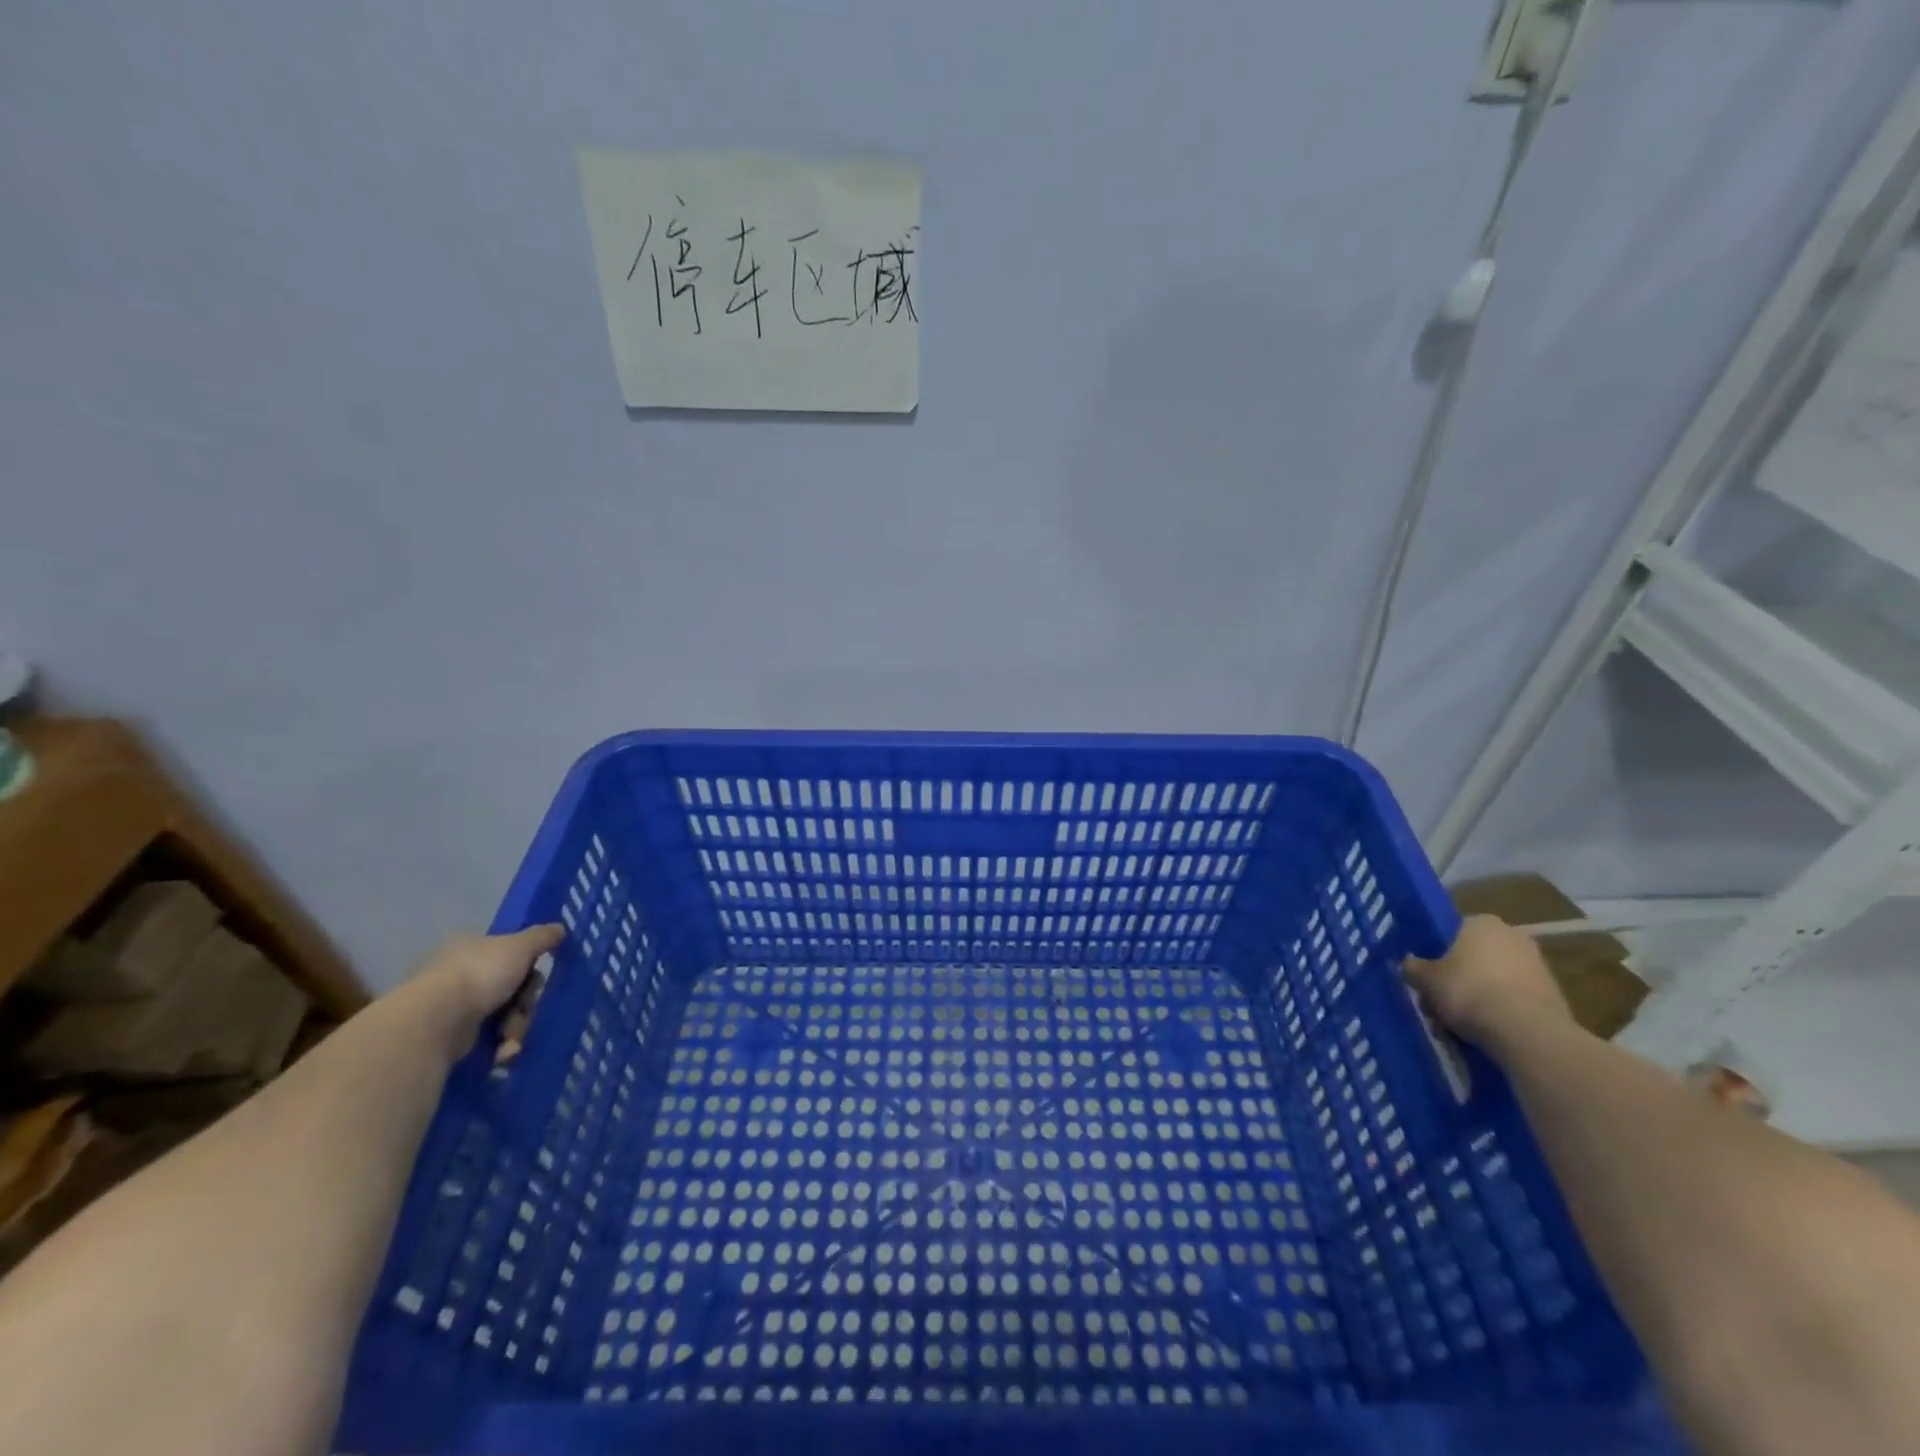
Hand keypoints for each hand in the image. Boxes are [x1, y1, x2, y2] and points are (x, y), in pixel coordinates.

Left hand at [406, 924, 563, 1055]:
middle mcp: (459, 973)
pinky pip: (486, 1039)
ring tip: (510, 1038)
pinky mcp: (449, 1037)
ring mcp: (452, 1006)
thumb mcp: (520, 946)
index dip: (528, 968)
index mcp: (471, 946)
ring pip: (502, 1015)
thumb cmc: (480, 974)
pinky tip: (501, 1052)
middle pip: (510, 988)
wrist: (437, 1020)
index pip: (509, 954)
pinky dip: (499, 1046)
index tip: (535, 980)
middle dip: (524, 1004)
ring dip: (515, 1028)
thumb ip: (542, 937)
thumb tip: (560, 928)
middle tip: (524, 1010)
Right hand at [1405, 914, 1570, 1054]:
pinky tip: (1478, 1036)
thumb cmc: (1469, 991)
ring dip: (1471, 1003)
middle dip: (1452, 984)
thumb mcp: (1426, 979)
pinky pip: (1511, 1002)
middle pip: (1471, 960)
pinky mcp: (1551, 998)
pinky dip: (1495, 1015)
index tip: (1426, 976)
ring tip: (1452, 1029)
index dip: (1434, 955)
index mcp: (1483, 923)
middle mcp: (1513, 937)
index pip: (1451, 932)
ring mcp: (1537, 968)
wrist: (1528, 1032)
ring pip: (1490, 983)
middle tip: (1434, 1007)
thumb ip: (1413, 968)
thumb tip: (1409, 966)